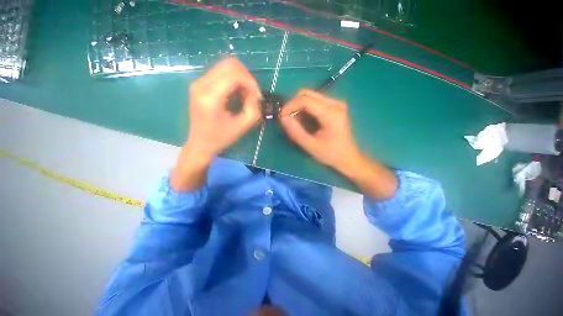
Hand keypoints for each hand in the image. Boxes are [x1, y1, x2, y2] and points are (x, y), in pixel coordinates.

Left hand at [186, 58, 261, 159]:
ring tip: (244, 96)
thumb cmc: (221, 138)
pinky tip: (236, 94)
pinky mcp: (200, 84)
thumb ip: (253, 109)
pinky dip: (234, 80)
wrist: (200, 143)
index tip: (257, 97)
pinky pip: (221, 73)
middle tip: (252, 95)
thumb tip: (255, 95)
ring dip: (241, 79)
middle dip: (247, 78)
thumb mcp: (242, 127)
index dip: (250, 82)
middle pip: (230, 64)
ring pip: (226, 66)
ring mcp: (198, 82)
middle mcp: (201, 84)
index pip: (234, 74)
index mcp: (210, 97)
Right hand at [280, 89, 396, 199]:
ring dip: (299, 107)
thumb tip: (283, 118)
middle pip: (307, 94)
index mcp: (331, 114)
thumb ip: (296, 132)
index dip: (290, 106)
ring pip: (310, 96)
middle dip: (293, 105)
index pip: (305, 100)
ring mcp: (336, 103)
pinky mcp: (334, 107)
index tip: (281, 117)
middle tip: (287, 119)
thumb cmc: (331, 154)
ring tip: (295, 122)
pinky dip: (305, 109)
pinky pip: (315, 102)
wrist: (348, 158)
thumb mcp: (311, 146)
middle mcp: (335, 103)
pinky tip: (304, 121)